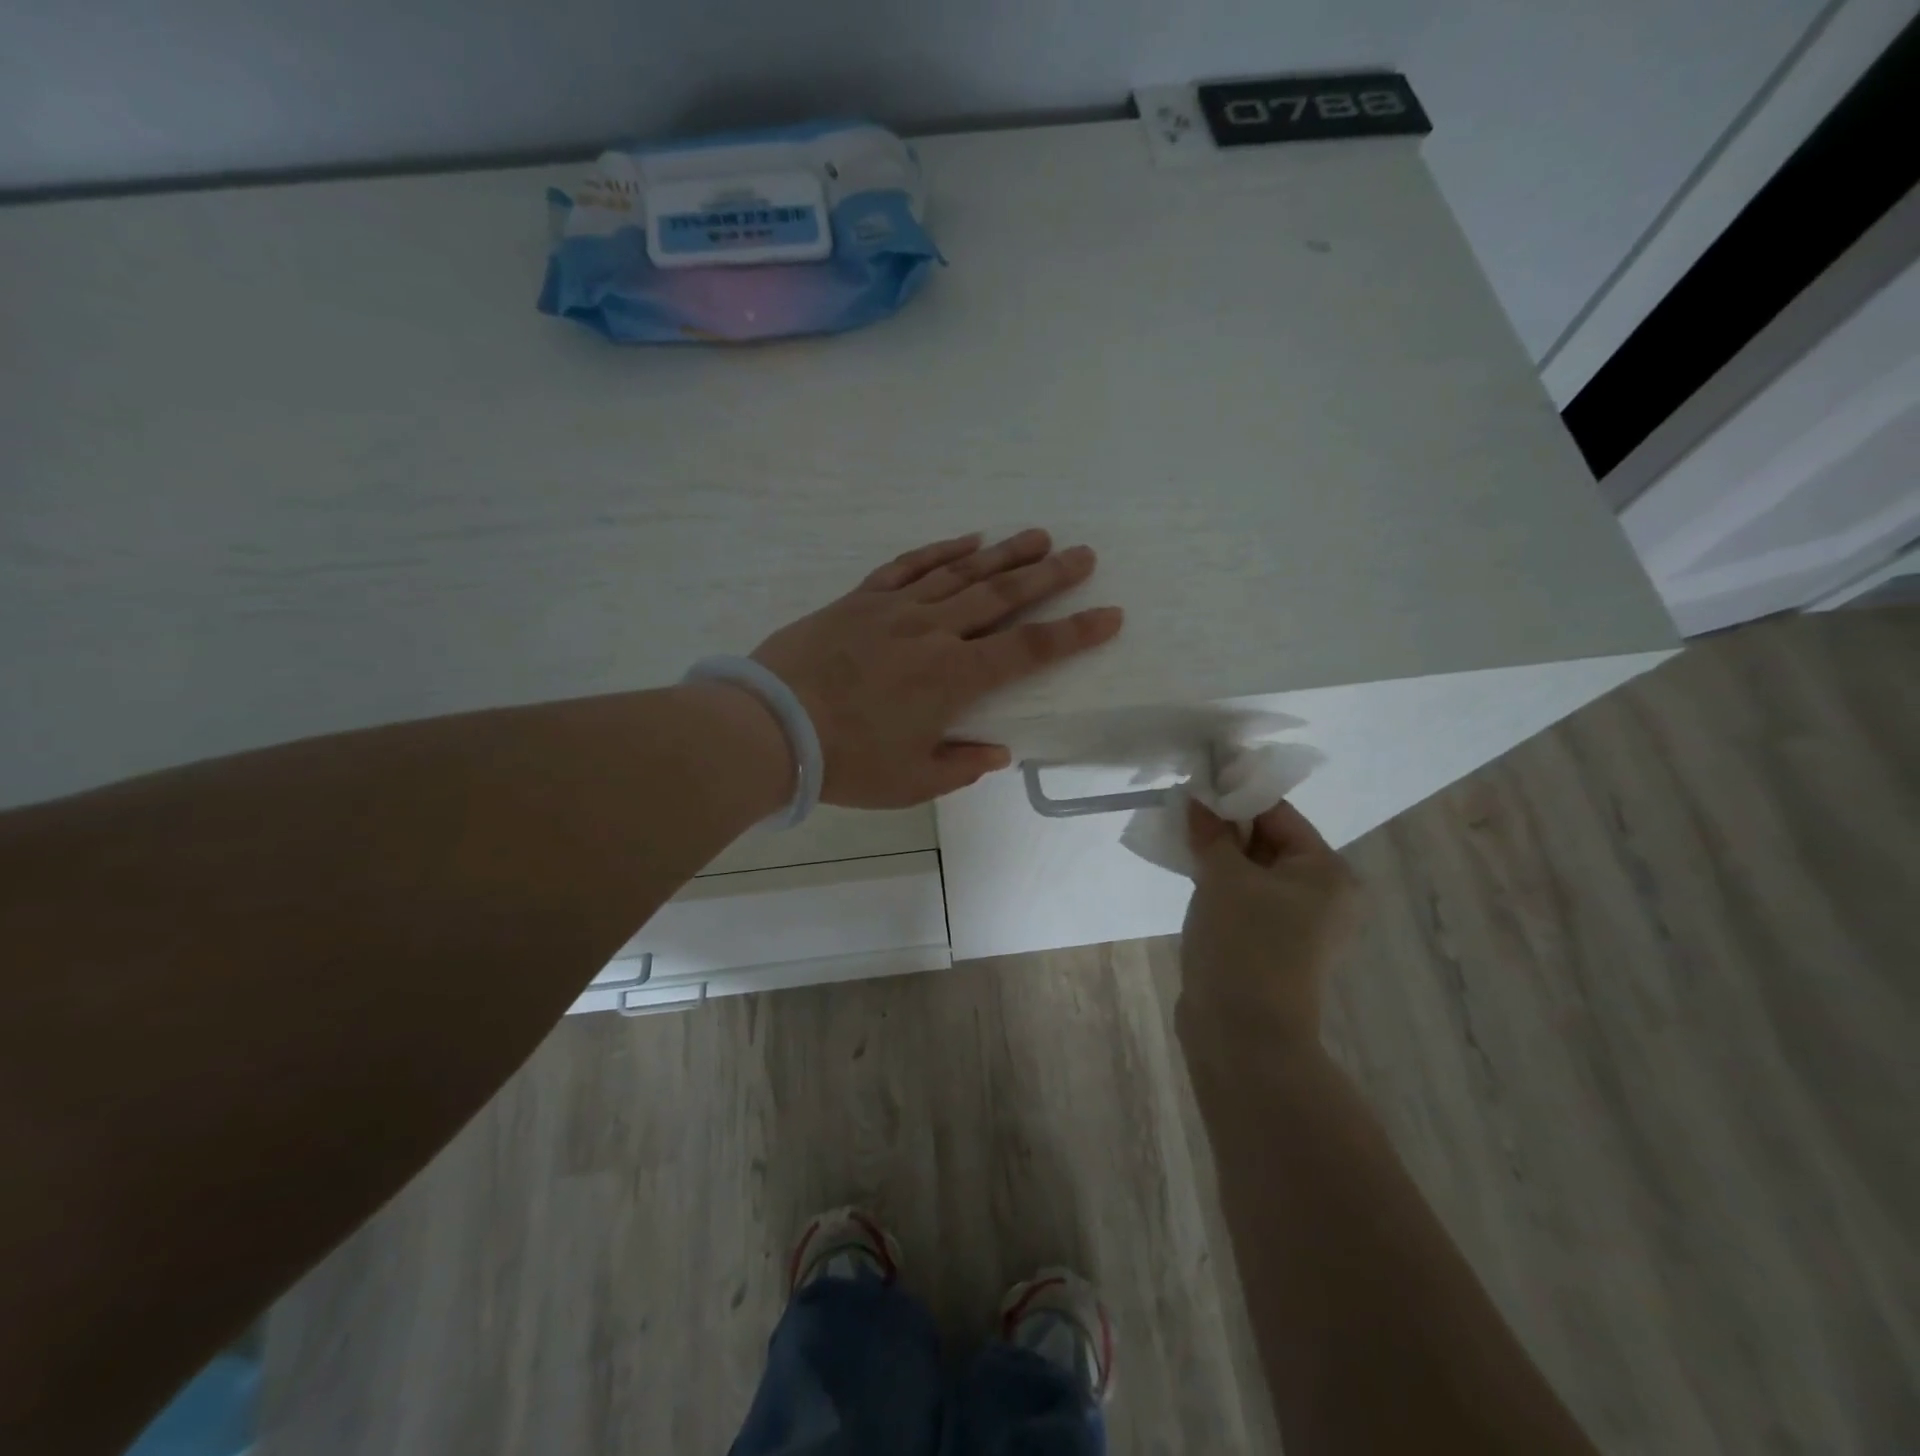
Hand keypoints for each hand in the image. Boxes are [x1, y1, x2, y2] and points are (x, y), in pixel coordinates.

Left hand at [750, 529, 1123, 807]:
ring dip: (1004, 553)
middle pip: (1002, 596)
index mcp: (954, 678)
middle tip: (1084, 554)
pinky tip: (968, 540)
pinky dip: (941, 550)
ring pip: (962, 573)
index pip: (1028, 650)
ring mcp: (896, 609)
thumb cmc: (846, 762)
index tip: (1109, 614)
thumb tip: (996, 751)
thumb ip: (960, 765)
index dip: (1074, 633)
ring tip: (1038, 536)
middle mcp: (934, 632)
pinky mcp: (861, 599)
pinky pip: (910, 566)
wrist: (770, 725)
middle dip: (1049, 576)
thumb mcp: (911, 781)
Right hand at [1178, 798, 1358, 1054]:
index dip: (1236, 797)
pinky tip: (1191, 875)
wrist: (1244, 1035)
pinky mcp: (1274, 946)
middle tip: (1183, 812)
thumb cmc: (1244, 944)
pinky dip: (1222, 885)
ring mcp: (1300, 924)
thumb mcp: (1223, 877)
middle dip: (1225, 827)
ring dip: (1220, 856)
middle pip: (1269, 842)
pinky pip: (1247, 900)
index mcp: (1327, 872)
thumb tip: (1198, 799)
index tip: (1197, 784)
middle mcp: (1324, 895)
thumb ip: (1211, 832)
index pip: (1279, 815)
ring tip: (1182, 840)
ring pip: (1254, 872)